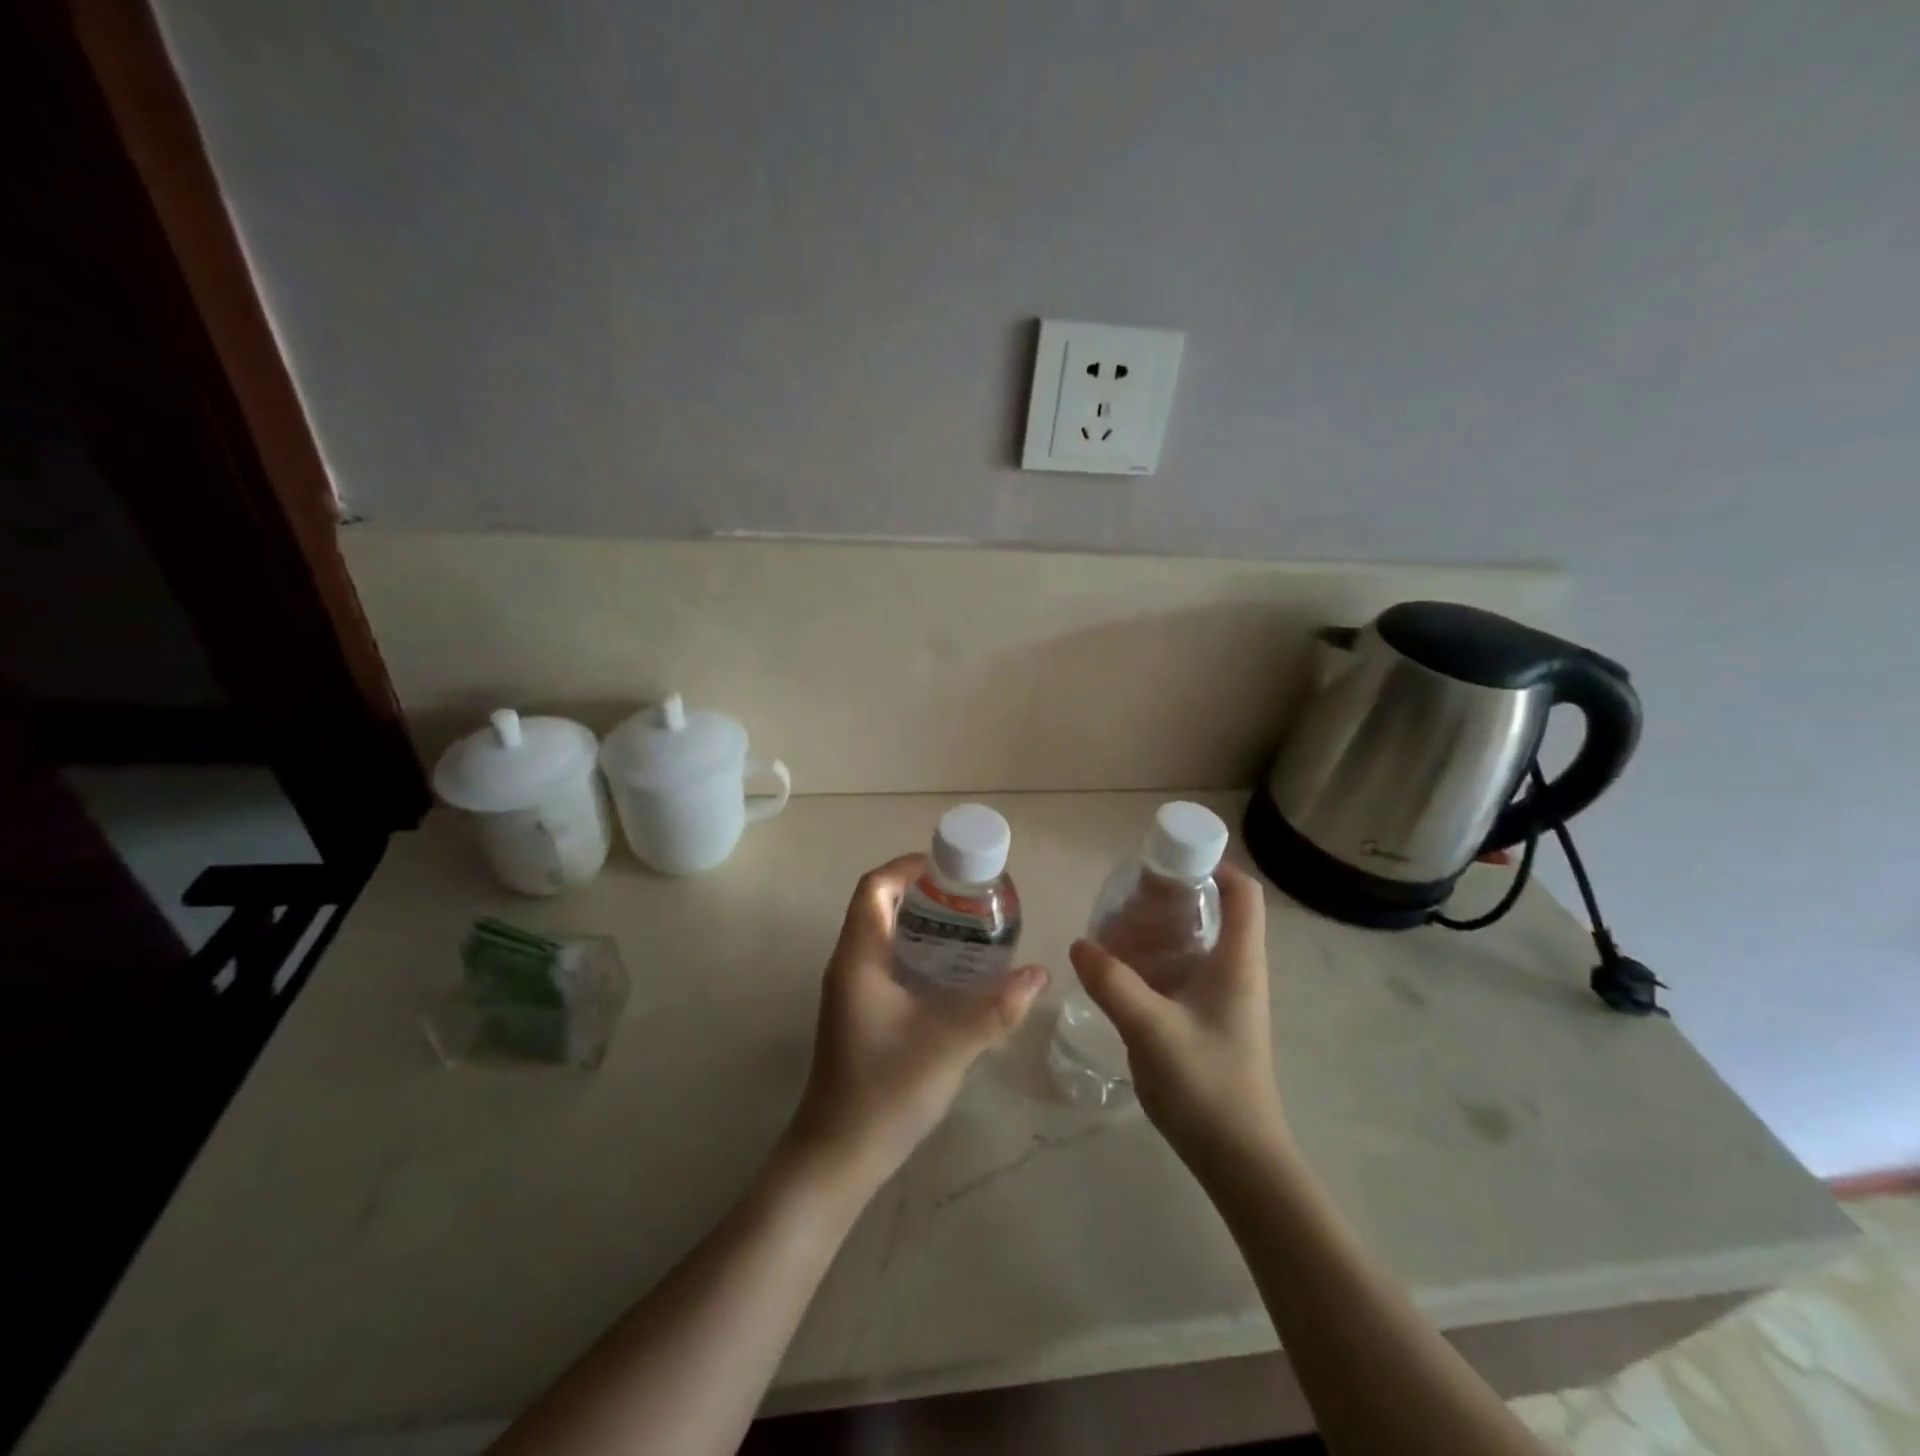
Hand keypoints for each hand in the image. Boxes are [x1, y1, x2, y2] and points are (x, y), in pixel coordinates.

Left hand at [783, 855, 1046, 1193]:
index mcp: (859, 957)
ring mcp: (852, 990)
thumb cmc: (886, 1089)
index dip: (908, 867)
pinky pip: (888, 963)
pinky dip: (918, 954)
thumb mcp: (949, 1044)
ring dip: (921, 924)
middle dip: (923, 894)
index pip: (874, 888)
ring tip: (970, 929)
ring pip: (884, 936)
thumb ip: (996, 1008)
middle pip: (880, 906)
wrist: (839, 1154)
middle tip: (970, 899)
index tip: (950, 868)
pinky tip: (953, 975)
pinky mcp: (860, 1012)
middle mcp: (850, 965)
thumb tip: (1040, 974)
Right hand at [1069, 864, 1288, 1174]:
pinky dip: (1158, 961)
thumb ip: (1112, 983)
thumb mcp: (1151, 1029)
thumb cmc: (1206, 1085)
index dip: (1212, 864)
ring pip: (1197, 943)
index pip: (1242, 892)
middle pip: (1216, 911)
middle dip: (1172, 897)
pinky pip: (1186, 972)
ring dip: (1161, 931)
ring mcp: (1227, 998)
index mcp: (1238, 961)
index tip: (1166, 862)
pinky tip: (1123, 974)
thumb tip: (1079, 943)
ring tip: (1115, 931)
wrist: (1239, 1159)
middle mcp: (1238, 971)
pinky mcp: (1213, 1021)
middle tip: (1127, 897)